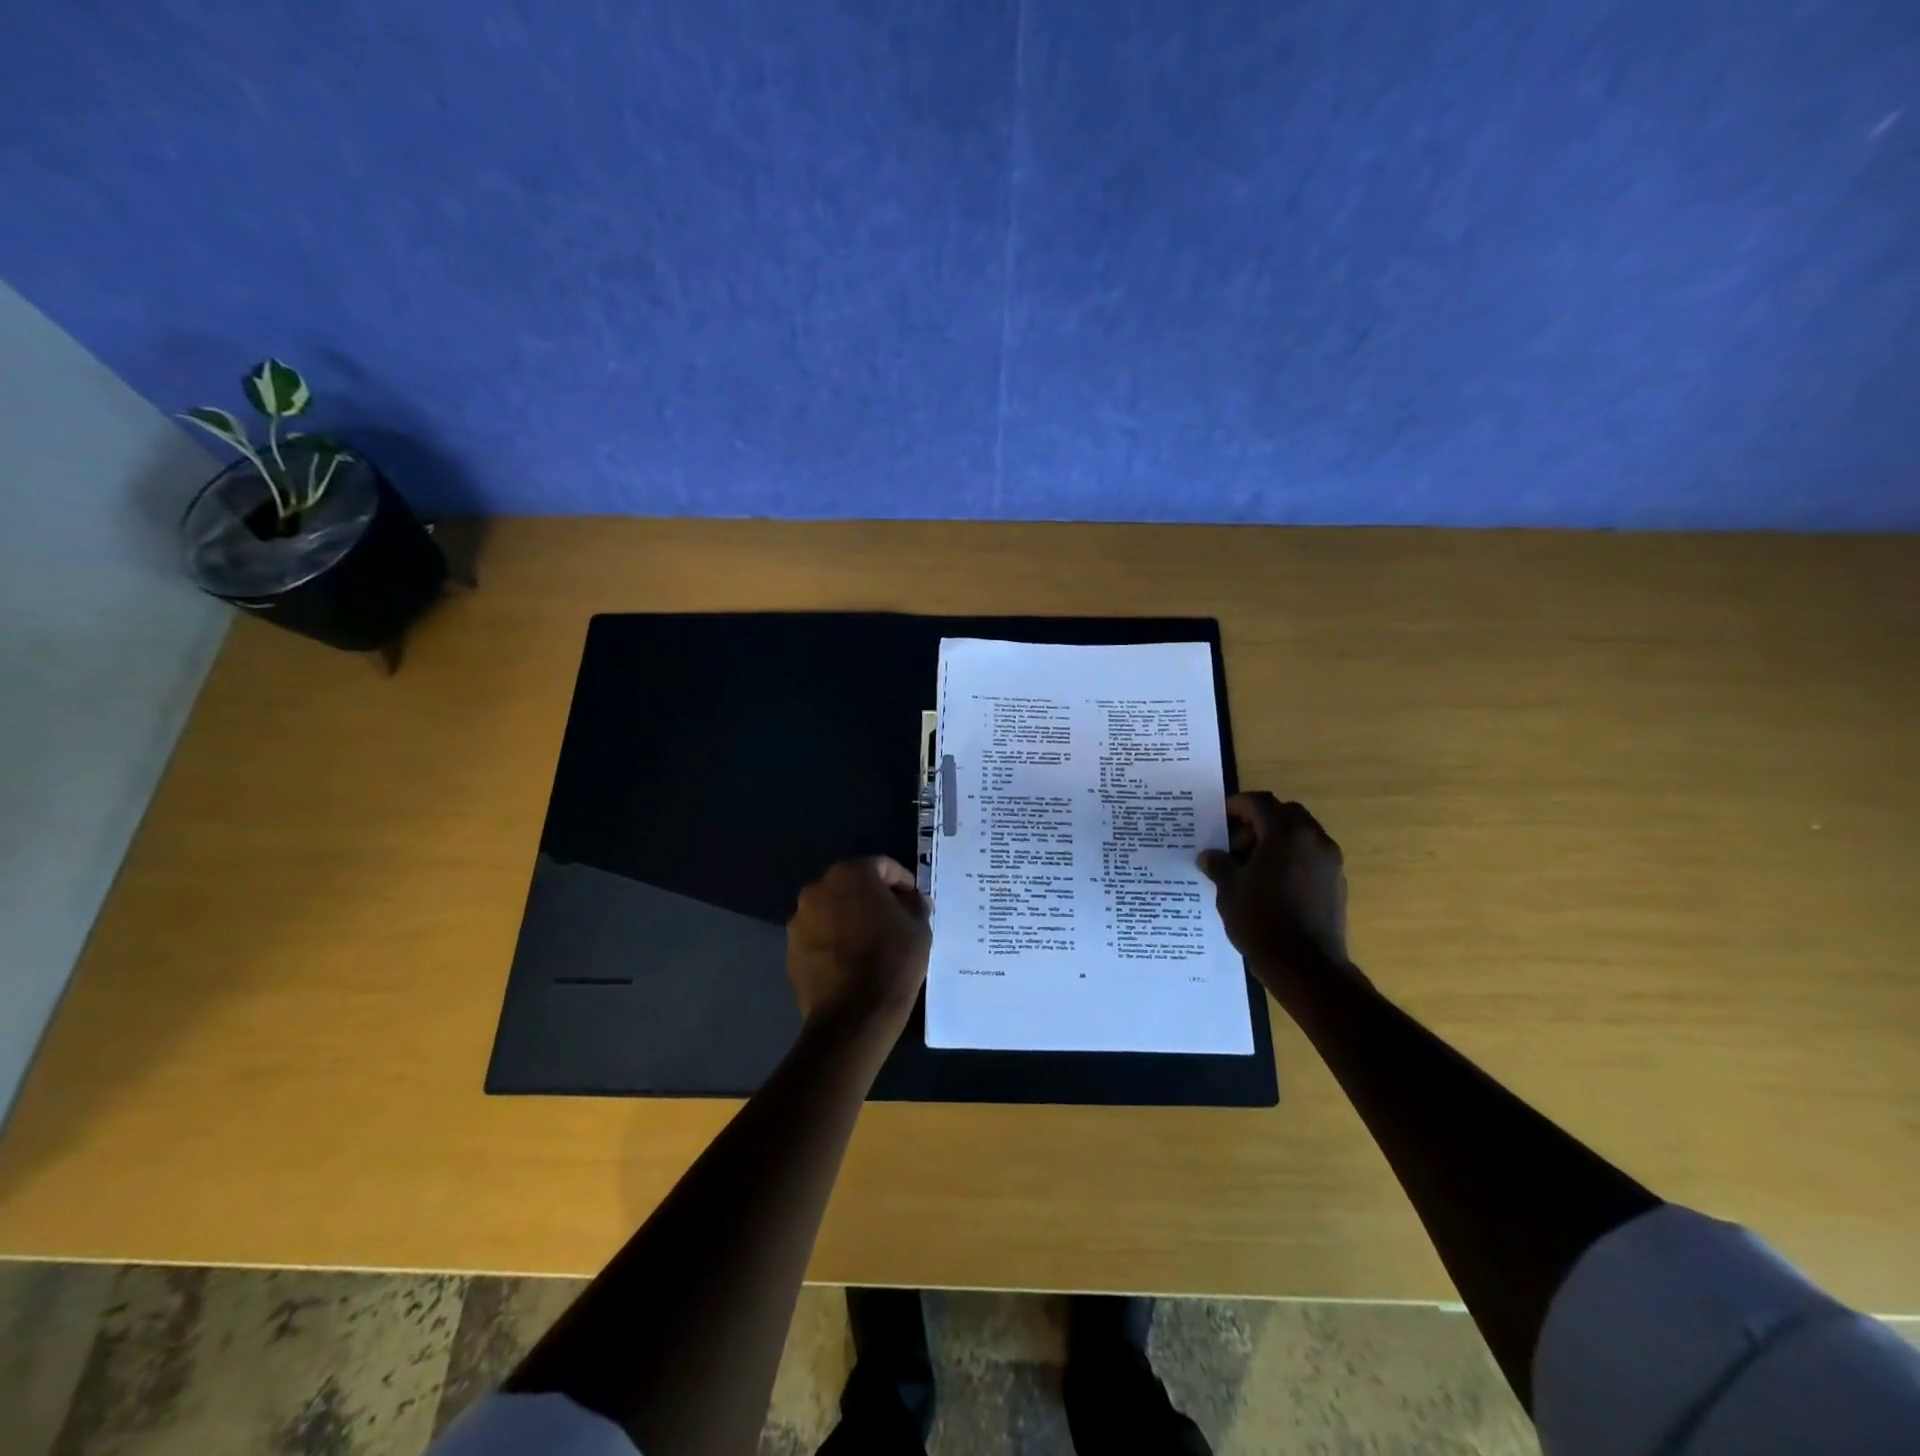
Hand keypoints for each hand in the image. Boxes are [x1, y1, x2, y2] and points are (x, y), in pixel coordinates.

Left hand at [787, 857, 931, 1033]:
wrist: (853, 1017)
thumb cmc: (892, 961)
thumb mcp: (919, 928)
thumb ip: (915, 905)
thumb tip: (912, 900)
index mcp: (850, 874)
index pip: (882, 866)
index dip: (903, 881)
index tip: (915, 901)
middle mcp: (818, 889)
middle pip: (853, 884)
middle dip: (874, 897)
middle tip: (896, 919)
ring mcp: (799, 920)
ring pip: (833, 910)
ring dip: (851, 918)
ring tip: (872, 942)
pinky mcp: (791, 949)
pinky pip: (819, 935)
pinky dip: (835, 940)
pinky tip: (852, 961)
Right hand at [1198, 793, 1354, 1003]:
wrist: (1306, 967)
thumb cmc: (1261, 921)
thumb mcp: (1229, 890)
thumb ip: (1219, 865)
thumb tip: (1210, 856)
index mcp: (1285, 834)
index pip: (1260, 802)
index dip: (1236, 805)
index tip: (1219, 819)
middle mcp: (1313, 840)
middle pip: (1284, 814)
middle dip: (1258, 822)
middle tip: (1235, 845)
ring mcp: (1330, 861)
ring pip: (1300, 834)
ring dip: (1275, 841)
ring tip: (1250, 868)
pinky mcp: (1337, 883)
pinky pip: (1310, 856)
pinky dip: (1290, 858)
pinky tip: (1270, 885)